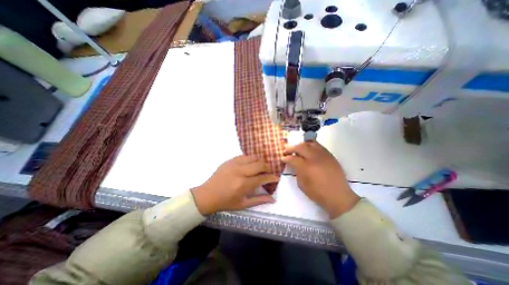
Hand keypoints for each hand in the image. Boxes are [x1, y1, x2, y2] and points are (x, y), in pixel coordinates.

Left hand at [191, 157, 277, 214]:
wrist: (207, 195)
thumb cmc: (226, 202)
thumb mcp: (243, 204)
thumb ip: (259, 200)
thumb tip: (273, 198)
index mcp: (243, 184)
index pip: (263, 177)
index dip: (272, 177)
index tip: (276, 178)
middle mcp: (240, 171)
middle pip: (260, 164)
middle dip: (267, 168)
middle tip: (268, 173)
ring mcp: (234, 164)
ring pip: (253, 157)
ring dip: (259, 162)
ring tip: (260, 168)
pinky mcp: (229, 160)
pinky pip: (244, 156)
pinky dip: (250, 159)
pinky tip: (250, 165)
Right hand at [282, 140, 356, 217]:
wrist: (339, 196)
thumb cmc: (318, 193)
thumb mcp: (302, 185)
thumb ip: (297, 172)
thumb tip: (293, 164)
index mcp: (306, 167)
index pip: (293, 158)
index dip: (286, 158)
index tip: (283, 158)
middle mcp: (314, 158)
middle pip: (300, 147)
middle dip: (291, 148)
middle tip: (287, 151)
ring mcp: (323, 155)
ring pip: (310, 143)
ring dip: (301, 145)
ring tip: (297, 148)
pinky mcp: (330, 155)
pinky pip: (318, 146)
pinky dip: (311, 145)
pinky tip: (308, 149)